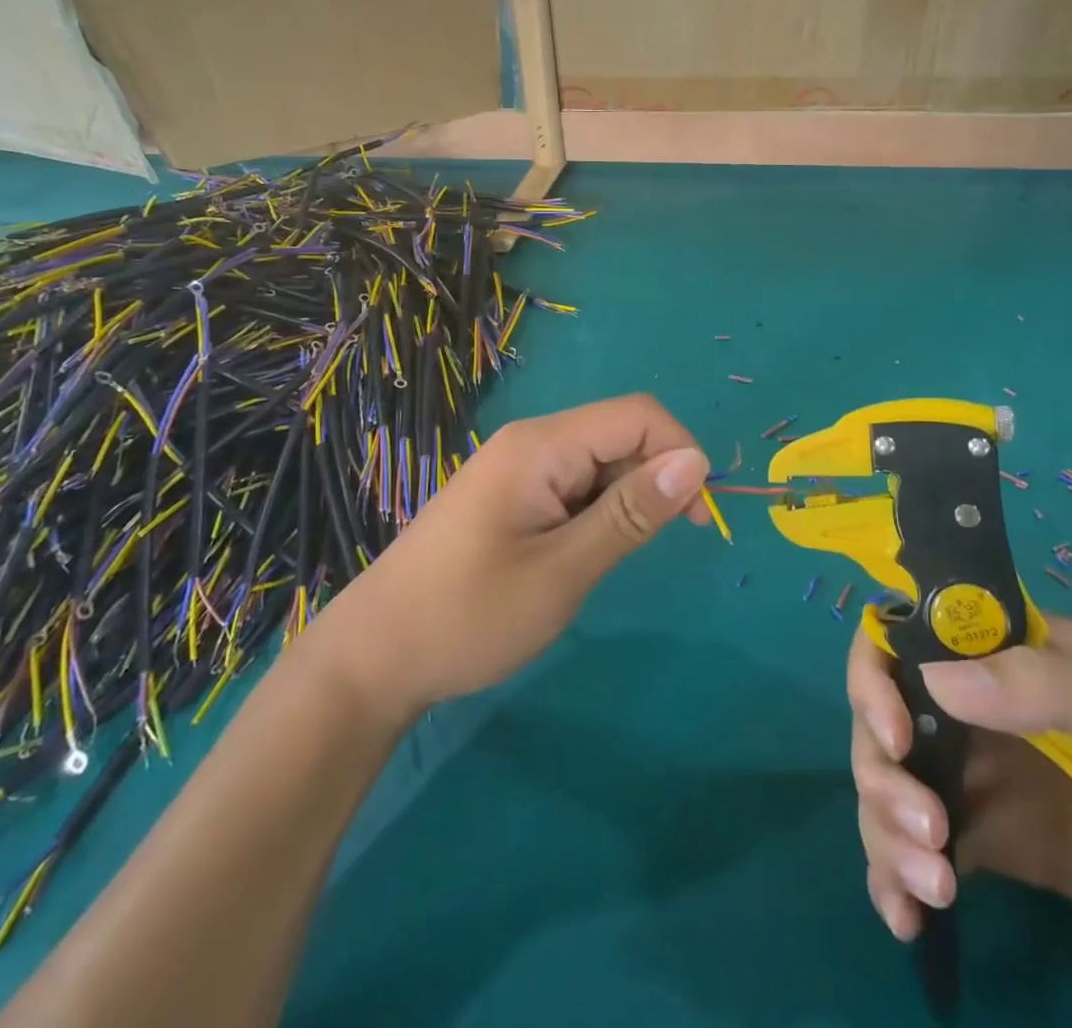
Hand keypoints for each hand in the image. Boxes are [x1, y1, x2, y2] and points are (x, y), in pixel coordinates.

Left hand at [313, 395, 709, 721]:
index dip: (679, 453)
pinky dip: (597, 510)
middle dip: (655, 478)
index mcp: (541, 446)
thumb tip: (697, 462)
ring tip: (607, 558)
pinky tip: (582, 552)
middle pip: (619, 433)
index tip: (694, 518)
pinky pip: (573, 483)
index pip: (638, 416)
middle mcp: (531, 441)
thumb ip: (630, 513)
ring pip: (599, 460)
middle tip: (658, 546)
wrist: (375, 655)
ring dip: (625, 499)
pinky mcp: (511, 492)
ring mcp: (517, 466)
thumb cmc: (469, 615)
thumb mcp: (563, 570)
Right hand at [849, 615, 1071, 978]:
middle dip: (884, 773)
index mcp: (1009, 656)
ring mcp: (989, 780)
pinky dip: (899, 877)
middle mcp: (982, 710)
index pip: (910, 638)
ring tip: (929, 889)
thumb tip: (932, 680)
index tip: (896, 733)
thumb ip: (1045, 689)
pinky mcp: (1003, 848)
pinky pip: (928, 850)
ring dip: (885, 830)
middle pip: (889, 721)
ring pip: (896, 786)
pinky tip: (906, 918)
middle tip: (925, 835)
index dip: (880, 674)